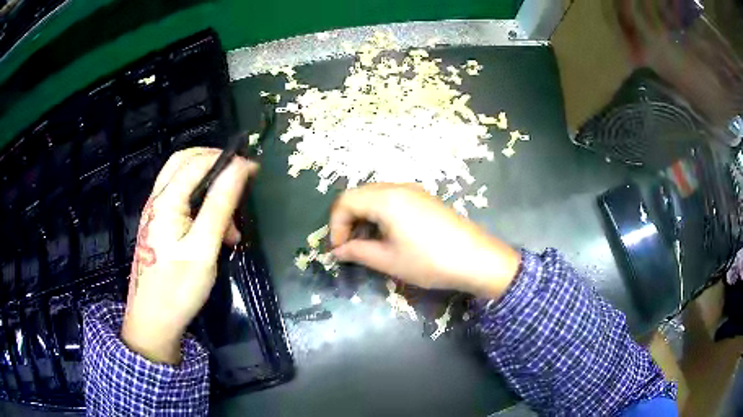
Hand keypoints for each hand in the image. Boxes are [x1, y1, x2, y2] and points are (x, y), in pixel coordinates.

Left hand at [121, 147, 257, 363]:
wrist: (153, 322)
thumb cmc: (178, 289)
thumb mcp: (203, 249)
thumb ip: (220, 205)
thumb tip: (240, 168)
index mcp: (166, 201)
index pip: (197, 163)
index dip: (227, 159)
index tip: (255, 169)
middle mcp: (157, 199)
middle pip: (184, 161)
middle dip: (214, 164)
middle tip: (239, 181)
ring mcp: (155, 212)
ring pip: (182, 179)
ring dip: (209, 187)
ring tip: (231, 223)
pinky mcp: (158, 225)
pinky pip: (180, 199)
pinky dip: (200, 203)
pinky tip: (215, 230)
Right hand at [330, 183, 520, 298]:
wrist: (477, 259)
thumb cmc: (429, 261)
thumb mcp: (388, 260)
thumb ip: (357, 252)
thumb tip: (337, 251)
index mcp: (385, 199)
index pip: (345, 202)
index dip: (335, 226)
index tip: (339, 250)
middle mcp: (397, 187)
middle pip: (359, 196)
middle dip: (348, 221)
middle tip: (350, 248)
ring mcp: (413, 191)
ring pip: (375, 198)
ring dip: (364, 219)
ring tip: (368, 245)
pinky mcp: (424, 199)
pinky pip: (392, 201)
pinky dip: (380, 216)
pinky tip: (387, 237)